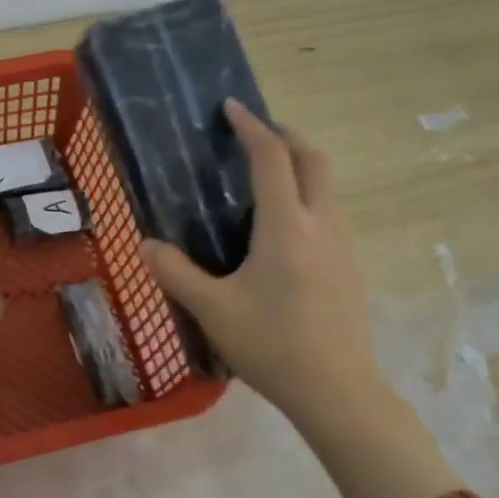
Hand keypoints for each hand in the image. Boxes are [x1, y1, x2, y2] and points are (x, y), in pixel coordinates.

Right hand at [140, 99, 382, 434]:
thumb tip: (146, 245)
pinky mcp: (351, 266)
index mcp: (287, 227)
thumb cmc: (271, 345)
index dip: (252, 127)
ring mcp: (344, 245)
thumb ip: (175, 273)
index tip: (231, 107)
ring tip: (265, 176)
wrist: (336, 390)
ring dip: (300, 166)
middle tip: (255, 134)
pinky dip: (308, 196)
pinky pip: (330, 212)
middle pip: (315, 160)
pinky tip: (282, 227)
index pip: (273, 159)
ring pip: (328, 186)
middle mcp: (323, 224)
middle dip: (286, 136)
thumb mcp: (212, 310)